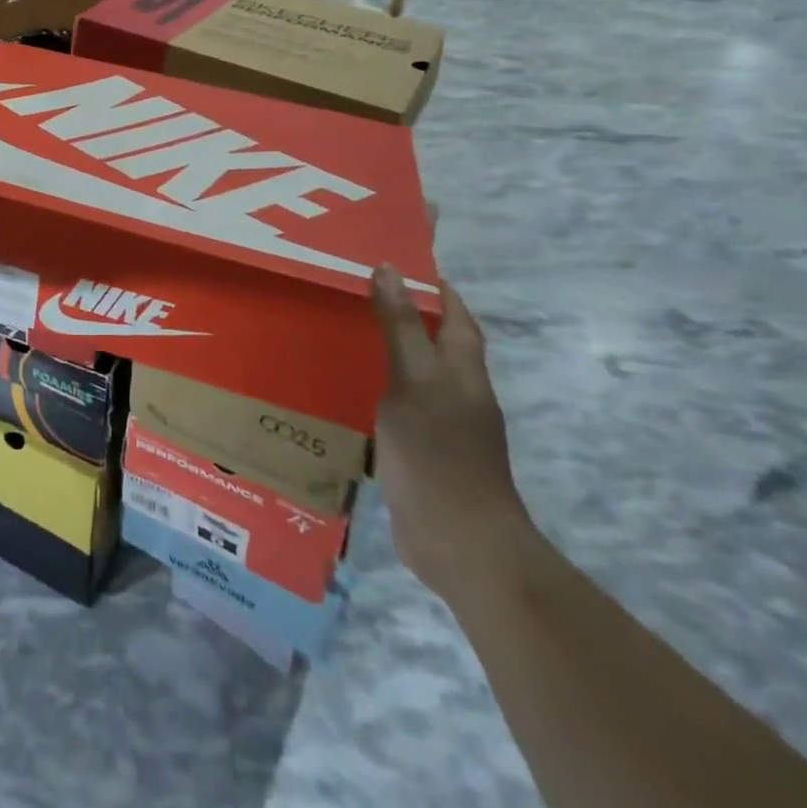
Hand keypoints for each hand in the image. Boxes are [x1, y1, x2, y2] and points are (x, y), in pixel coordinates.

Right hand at [371, 266, 541, 604]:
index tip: (398, 264)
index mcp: (463, 372)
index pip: (456, 317)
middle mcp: (459, 395)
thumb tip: (389, 269)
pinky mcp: (423, 457)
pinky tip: (348, 392)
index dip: (435, 290)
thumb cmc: (438, 452)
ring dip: (388, 356)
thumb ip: (401, 326)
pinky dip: (378, 393)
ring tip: (343, 335)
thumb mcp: (414, 379)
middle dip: (407, 319)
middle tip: (357, 294)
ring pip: (416, 378)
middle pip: (436, 346)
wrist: (460, 543)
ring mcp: (443, 429)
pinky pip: (399, 411)